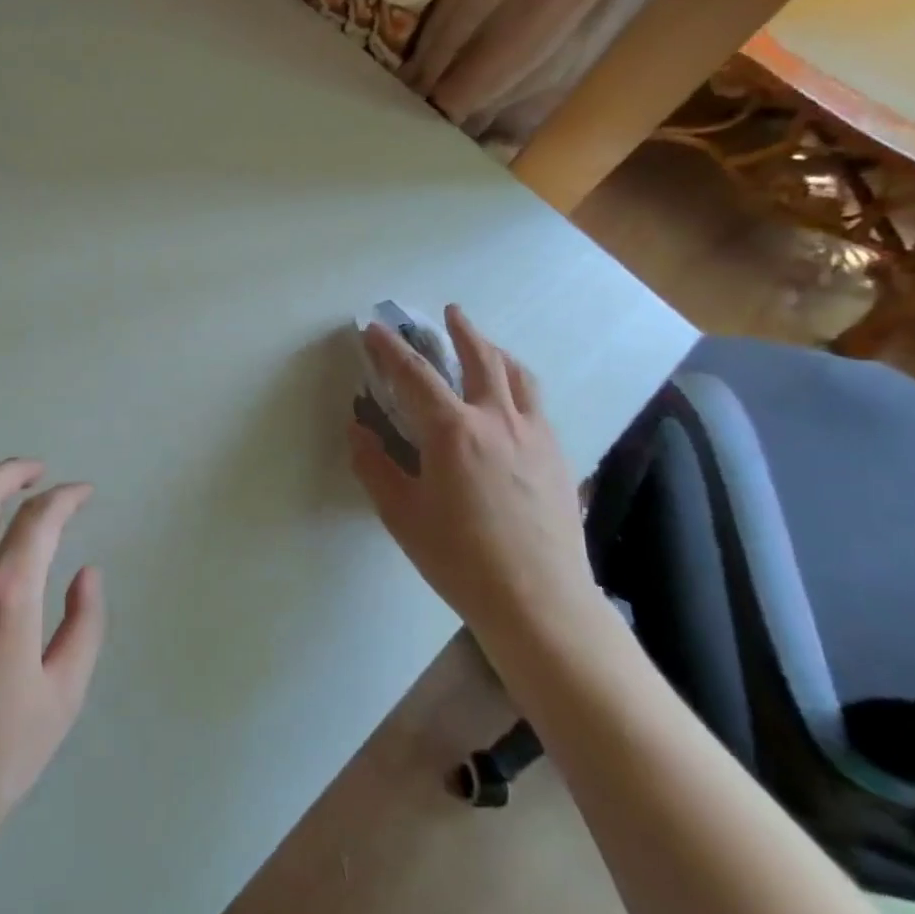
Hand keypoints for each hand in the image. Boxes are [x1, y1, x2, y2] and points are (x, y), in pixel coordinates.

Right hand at [349, 305, 595, 642]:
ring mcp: (534, 434)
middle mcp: (497, 419)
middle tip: (449, 312)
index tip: (374, 329)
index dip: (390, 348)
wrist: (540, 600)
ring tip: (486, 343)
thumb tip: (357, 430)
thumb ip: (375, 466)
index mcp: (452, 431)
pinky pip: (536, 402)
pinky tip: (513, 397)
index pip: (414, 374)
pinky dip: (519, 382)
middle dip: (461, 330)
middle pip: (480, 358)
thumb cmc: (460, 559)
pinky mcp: (557, 454)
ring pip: (517, 374)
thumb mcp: (401, 515)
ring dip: (496, 350)